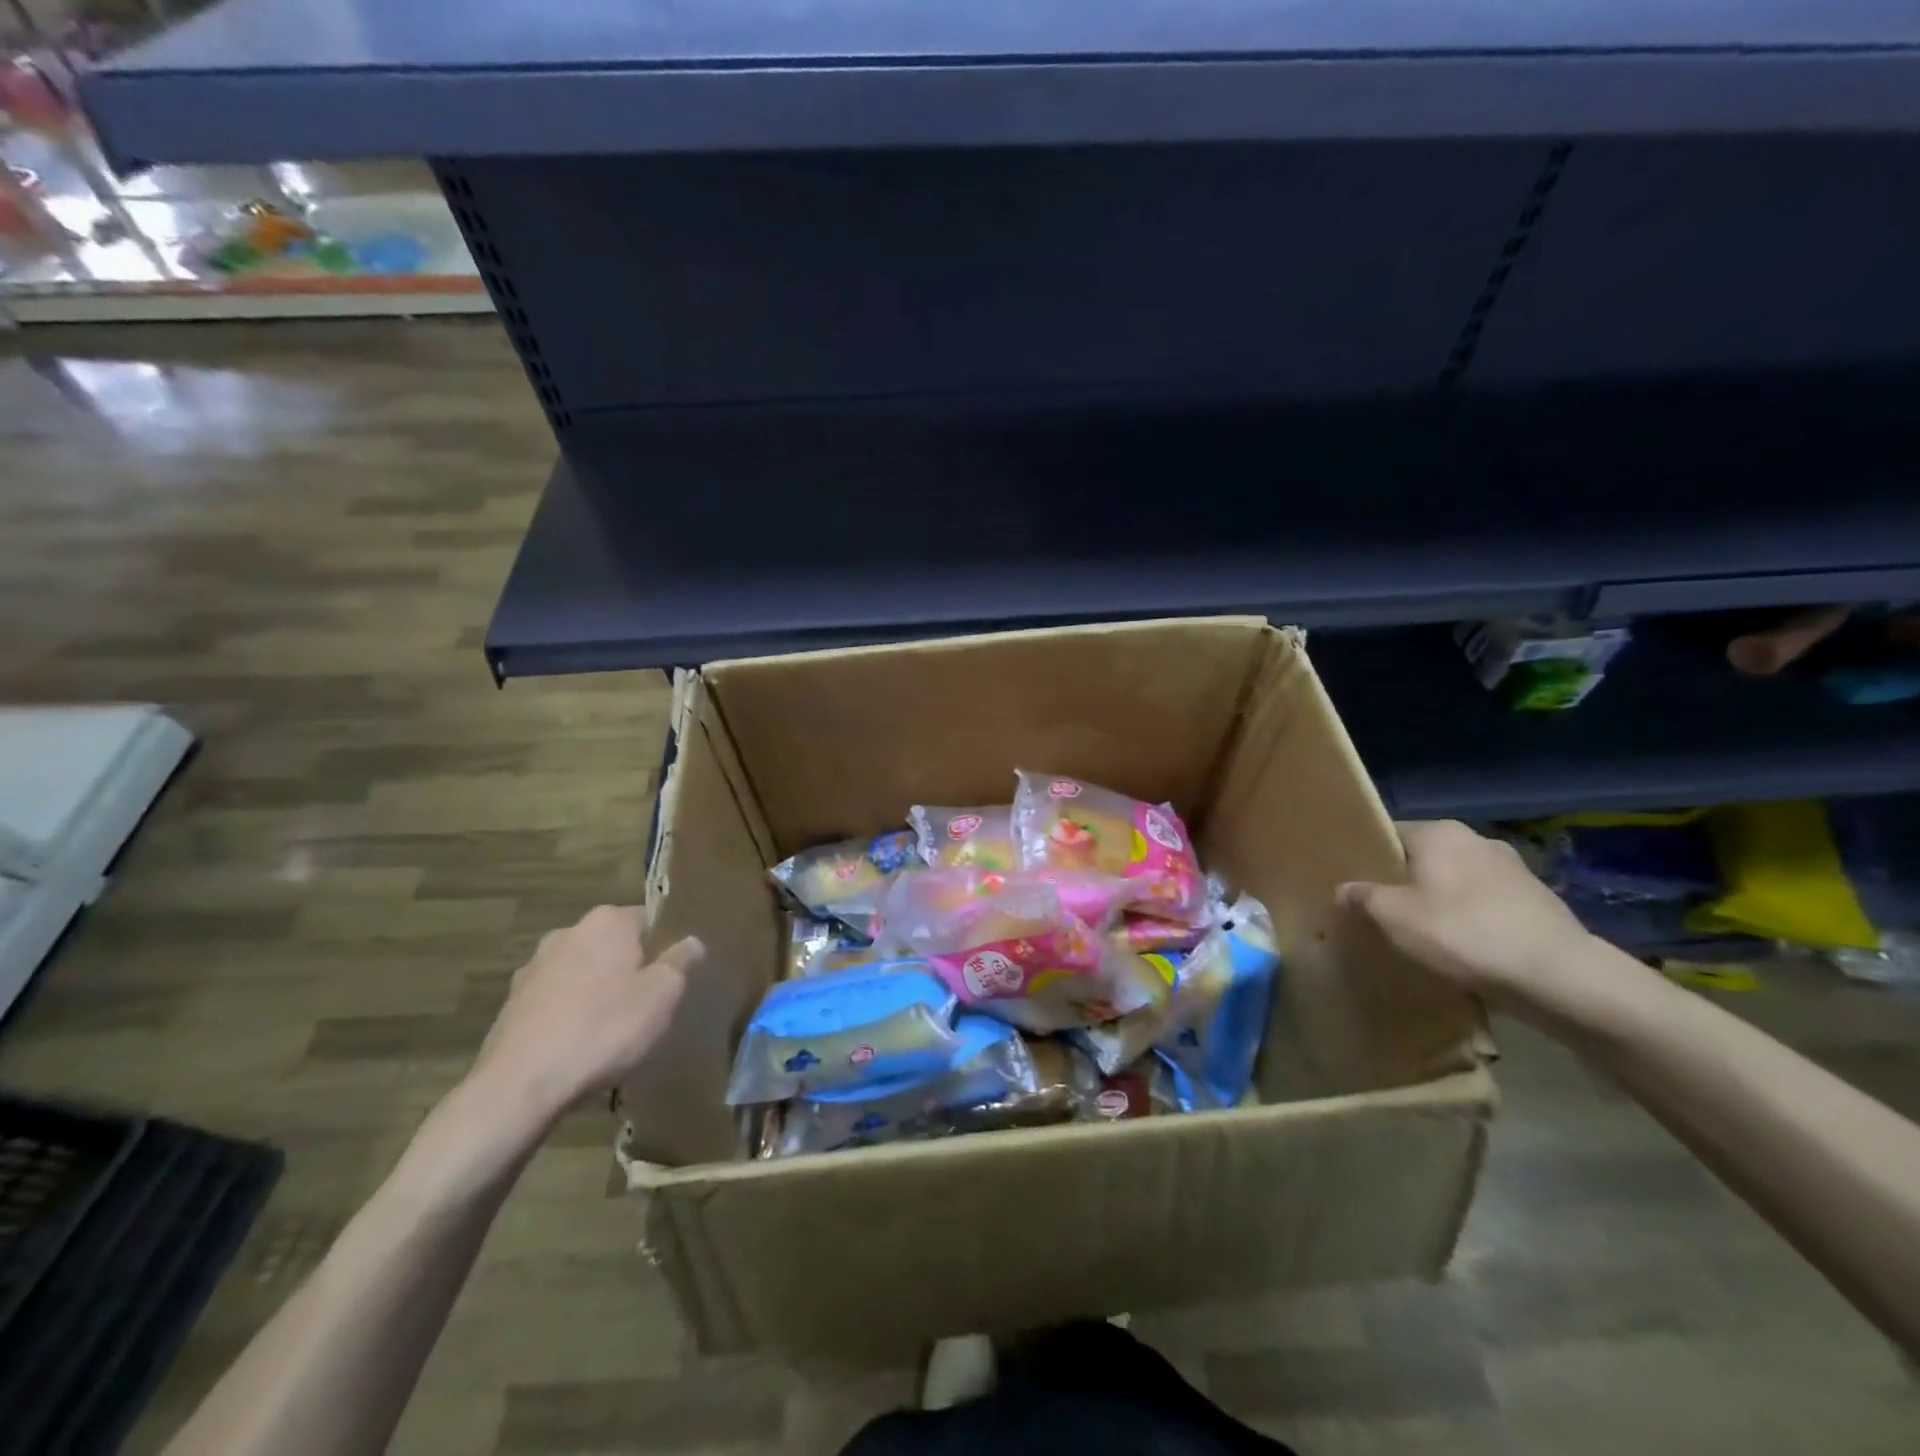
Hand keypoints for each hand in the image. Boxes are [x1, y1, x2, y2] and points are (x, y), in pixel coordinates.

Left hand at [470, 906, 700, 1127]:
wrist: (519, 1086)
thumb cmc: (604, 1029)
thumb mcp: (663, 995)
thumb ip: (681, 962)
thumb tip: (692, 942)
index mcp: (607, 921)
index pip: (649, 919)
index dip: (666, 945)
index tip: (675, 974)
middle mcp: (567, 932)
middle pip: (613, 945)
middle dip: (630, 968)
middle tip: (650, 1003)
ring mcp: (533, 968)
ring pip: (582, 972)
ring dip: (598, 991)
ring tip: (613, 1030)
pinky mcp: (511, 1004)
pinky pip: (556, 1001)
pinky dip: (569, 1015)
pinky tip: (580, 1047)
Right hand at [1337, 820, 1599, 1018]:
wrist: (1559, 976)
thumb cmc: (1462, 933)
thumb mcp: (1393, 917)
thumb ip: (1362, 898)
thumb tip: (1345, 889)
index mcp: (1439, 832)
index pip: (1389, 834)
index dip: (1369, 859)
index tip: (1356, 886)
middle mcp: (1477, 840)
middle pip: (1425, 858)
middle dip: (1406, 883)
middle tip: (1384, 913)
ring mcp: (1514, 870)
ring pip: (1458, 882)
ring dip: (1442, 903)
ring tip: (1424, 936)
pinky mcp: (1540, 903)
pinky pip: (1489, 906)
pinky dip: (1473, 922)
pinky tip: (1465, 950)